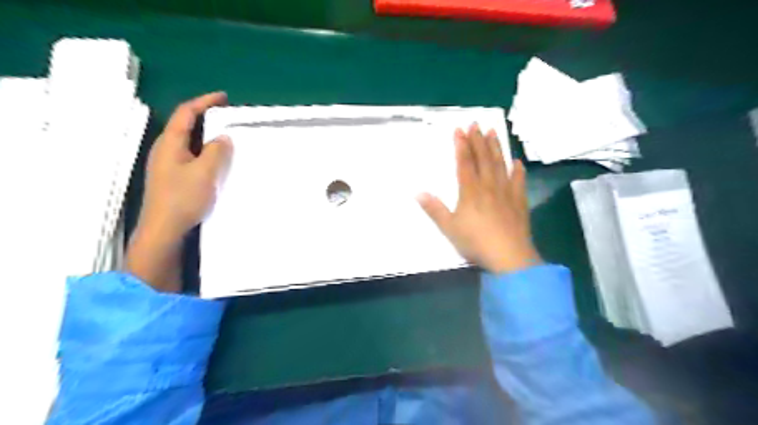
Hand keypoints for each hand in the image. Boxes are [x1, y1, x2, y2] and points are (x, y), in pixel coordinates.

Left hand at [125, 92, 232, 291]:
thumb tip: (223, 138)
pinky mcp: (173, 178)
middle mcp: (166, 150)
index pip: (186, 113)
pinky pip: (191, 157)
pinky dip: (205, 153)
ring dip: (207, 137)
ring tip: (227, 138)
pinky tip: (218, 162)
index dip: (204, 102)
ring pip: (189, 143)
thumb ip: (216, 151)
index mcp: (170, 143)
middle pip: (185, 126)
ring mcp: (168, 165)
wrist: (164, 230)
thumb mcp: (205, 172)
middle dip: (206, 118)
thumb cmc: (183, 198)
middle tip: (228, 118)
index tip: (224, 98)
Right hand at [413, 124, 538, 272]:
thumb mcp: (449, 228)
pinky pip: (518, 181)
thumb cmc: (475, 242)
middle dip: (478, 140)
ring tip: (493, 132)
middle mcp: (489, 186)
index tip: (459, 129)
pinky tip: (517, 162)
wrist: (508, 256)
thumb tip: (417, 193)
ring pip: (500, 165)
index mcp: (470, 191)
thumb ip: (434, 209)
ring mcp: (506, 193)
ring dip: (496, 148)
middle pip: (483, 159)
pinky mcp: (519, 202)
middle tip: (476, 123)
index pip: (464, 163)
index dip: (461, 145)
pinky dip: (518, 170)